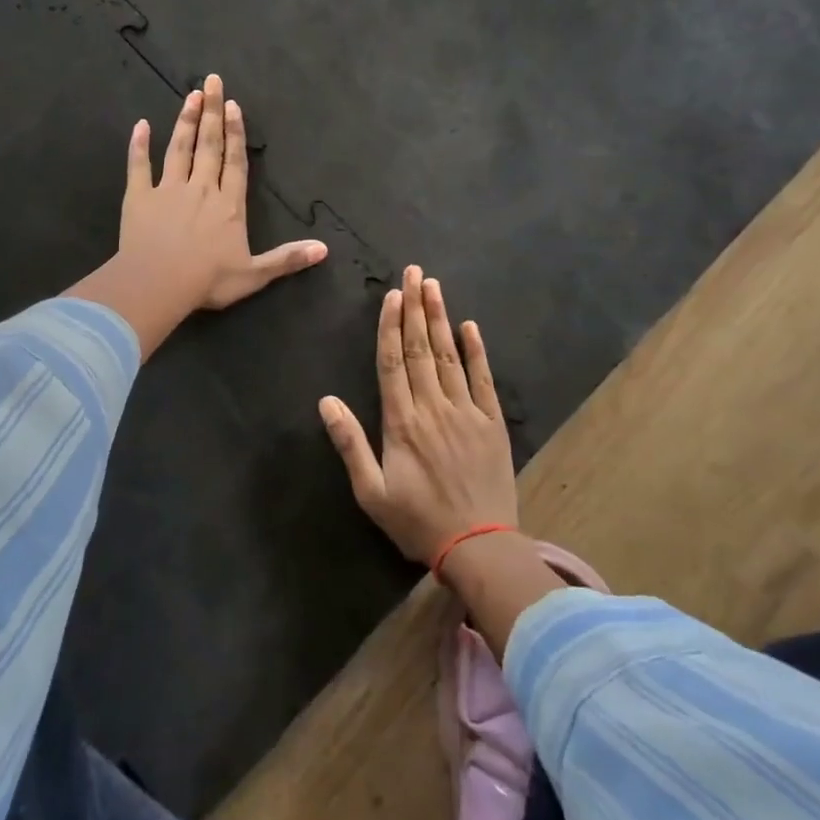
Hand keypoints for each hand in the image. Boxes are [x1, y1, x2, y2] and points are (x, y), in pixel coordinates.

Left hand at [68, 74, 326, 359]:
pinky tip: (140, 126)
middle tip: (211, 81)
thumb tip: (324, 249)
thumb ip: (287, 259)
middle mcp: (201, 189)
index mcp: (229, 205)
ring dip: (185, 121)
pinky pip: (139, 167)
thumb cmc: (208, 280)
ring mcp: (168, 190)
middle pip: (209, 145)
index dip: (236, 133)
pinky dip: (139, 146)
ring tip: (190, 96)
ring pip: (179, 149)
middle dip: (212, 113)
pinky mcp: (139, 197)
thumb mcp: (255, 274)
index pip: (235, 162)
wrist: (158, 284)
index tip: (233, 104)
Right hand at [321, 265, 517, 564]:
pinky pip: (483, 380)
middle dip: (415, 308)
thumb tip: (326, 402)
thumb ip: (350, 444)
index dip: (390, 326)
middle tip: (413, 272)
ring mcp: (466, 412)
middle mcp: (433, 408)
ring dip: (440, 319)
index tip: (391, 295)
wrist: (478, 547)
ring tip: (434, 286)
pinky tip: (470, 326)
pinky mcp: (493, 423)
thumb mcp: (372, 493)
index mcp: (402, 422)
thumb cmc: (418, 521)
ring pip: (449, 356)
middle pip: (421, 349)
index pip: (393, 363)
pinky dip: (477, 351)